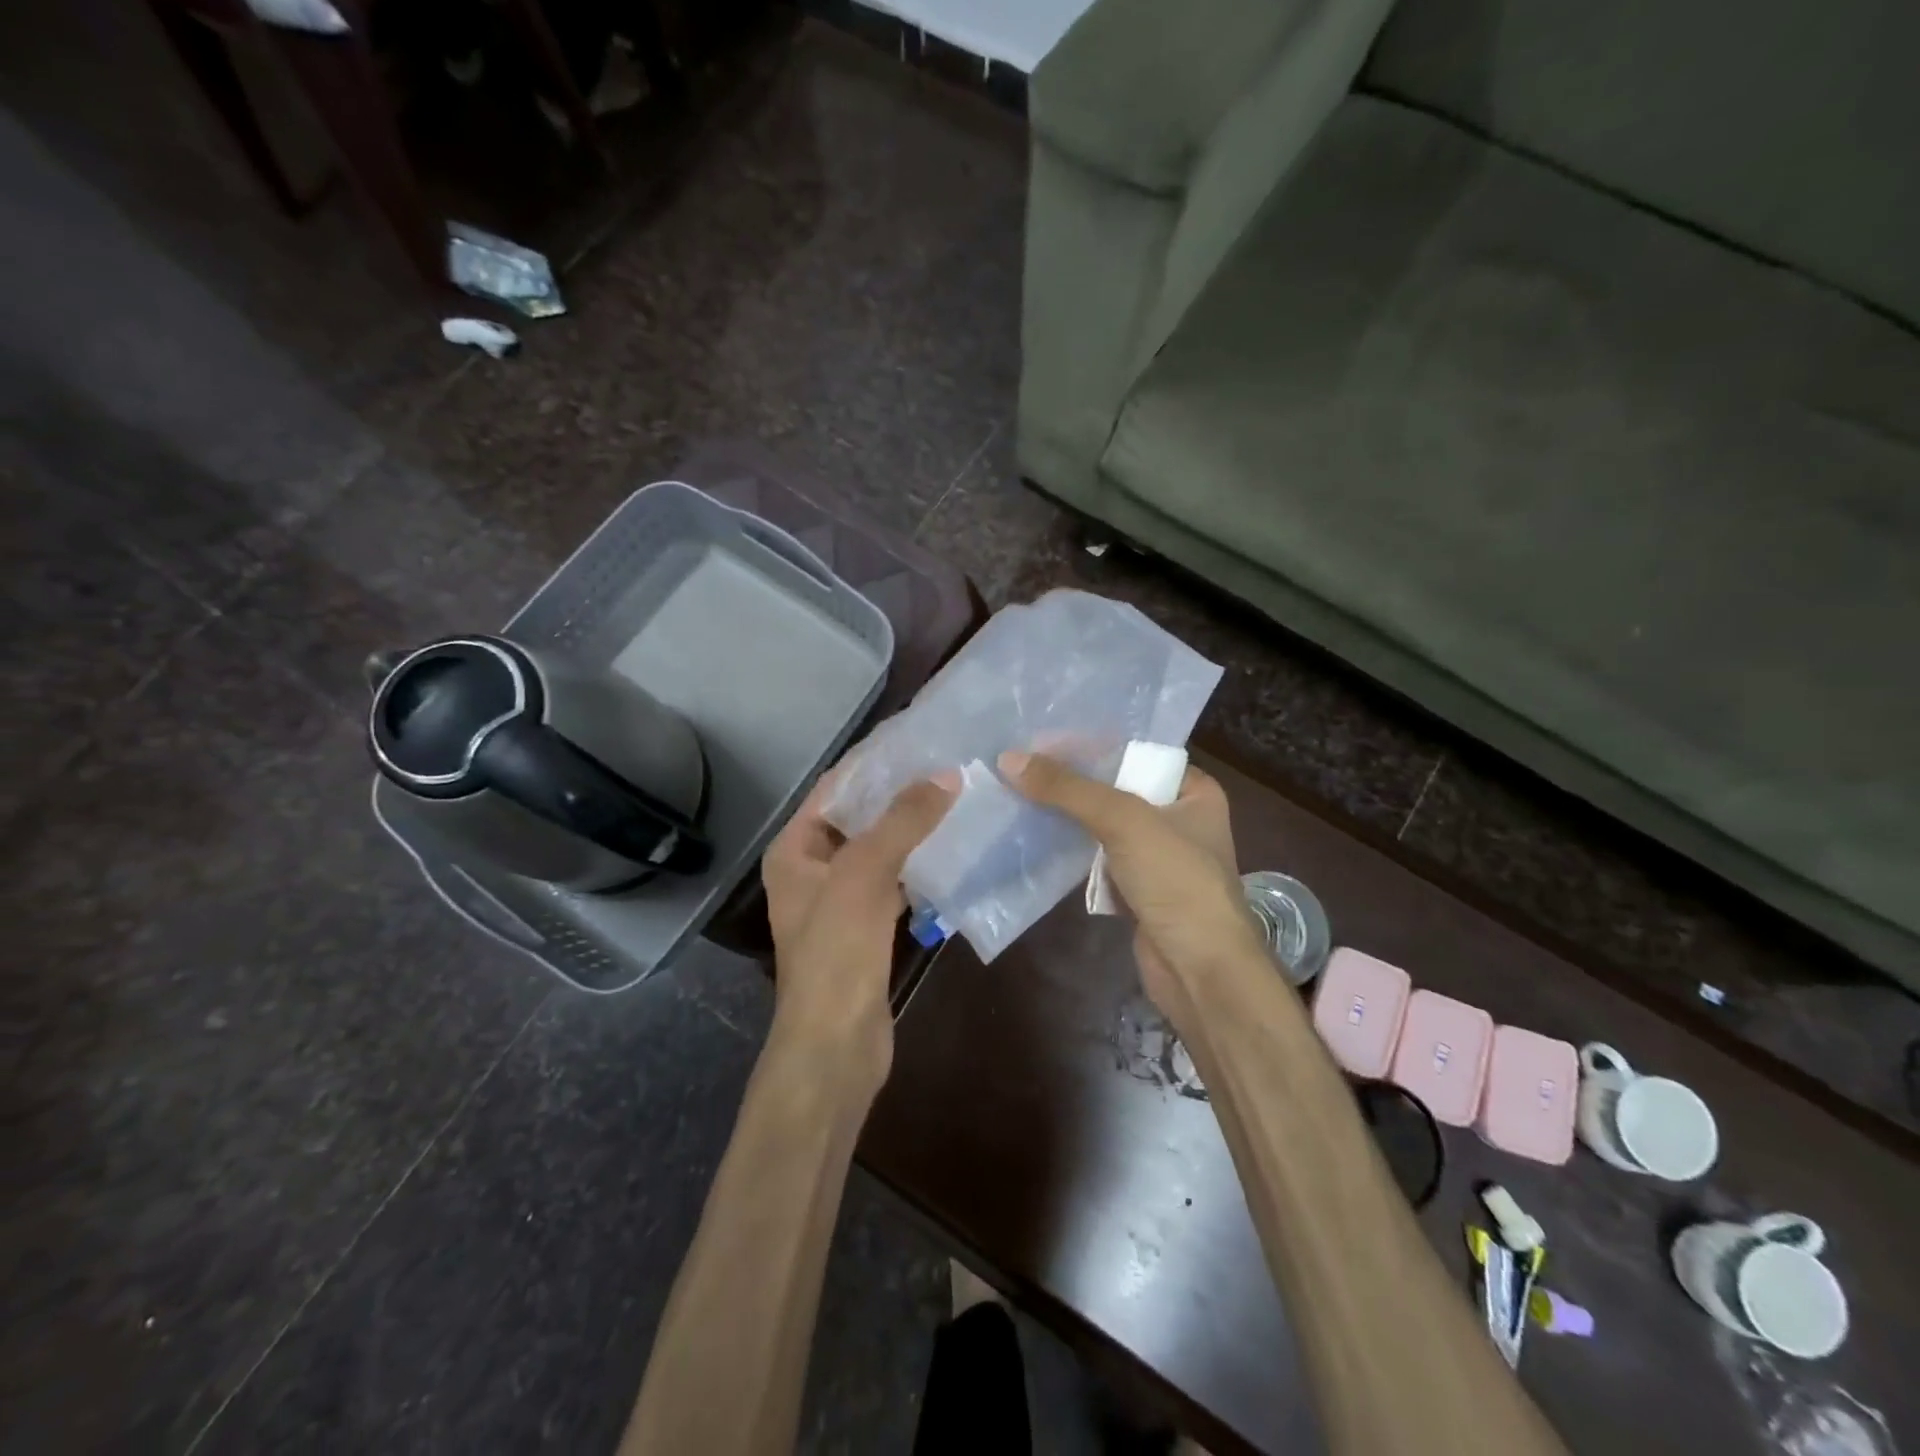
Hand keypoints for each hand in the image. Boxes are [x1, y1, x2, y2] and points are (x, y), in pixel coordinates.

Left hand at [760, 767, 953, 1097]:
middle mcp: (812, 869)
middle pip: (858, 818)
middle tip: (946, 765)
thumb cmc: (837, 950)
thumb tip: (946, 775)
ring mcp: (839, 901)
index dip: (872, 762)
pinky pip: (894, 882)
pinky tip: (952, 851)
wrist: (836, 1042)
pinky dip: (918, 866)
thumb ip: (903, 820)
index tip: (916, 737)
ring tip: (955, 798)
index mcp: (794, 850)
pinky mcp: (866, 927)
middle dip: (898, 794)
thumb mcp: (865, 873)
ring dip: (911, 830)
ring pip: (879, 851)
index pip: (834, 788)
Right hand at [999, 751, 1261, 1019]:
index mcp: (1194, 791)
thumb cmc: (1176, 881)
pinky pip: (1099, 858)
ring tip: (1018, 794)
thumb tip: (1009, 759)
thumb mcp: (1124, 821)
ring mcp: (1158, 857)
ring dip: (1068, 816)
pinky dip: (1073, 851)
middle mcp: (1179, 818)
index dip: (1090, 746)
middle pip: (1117, 788)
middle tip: (1021, 766)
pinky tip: (1036, 836)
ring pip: (1104, 825)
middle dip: (1072, 782)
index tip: (1041, 741)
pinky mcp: (1138, 890)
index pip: (1136, 753)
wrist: (1200, 970)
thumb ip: (1068, 789)